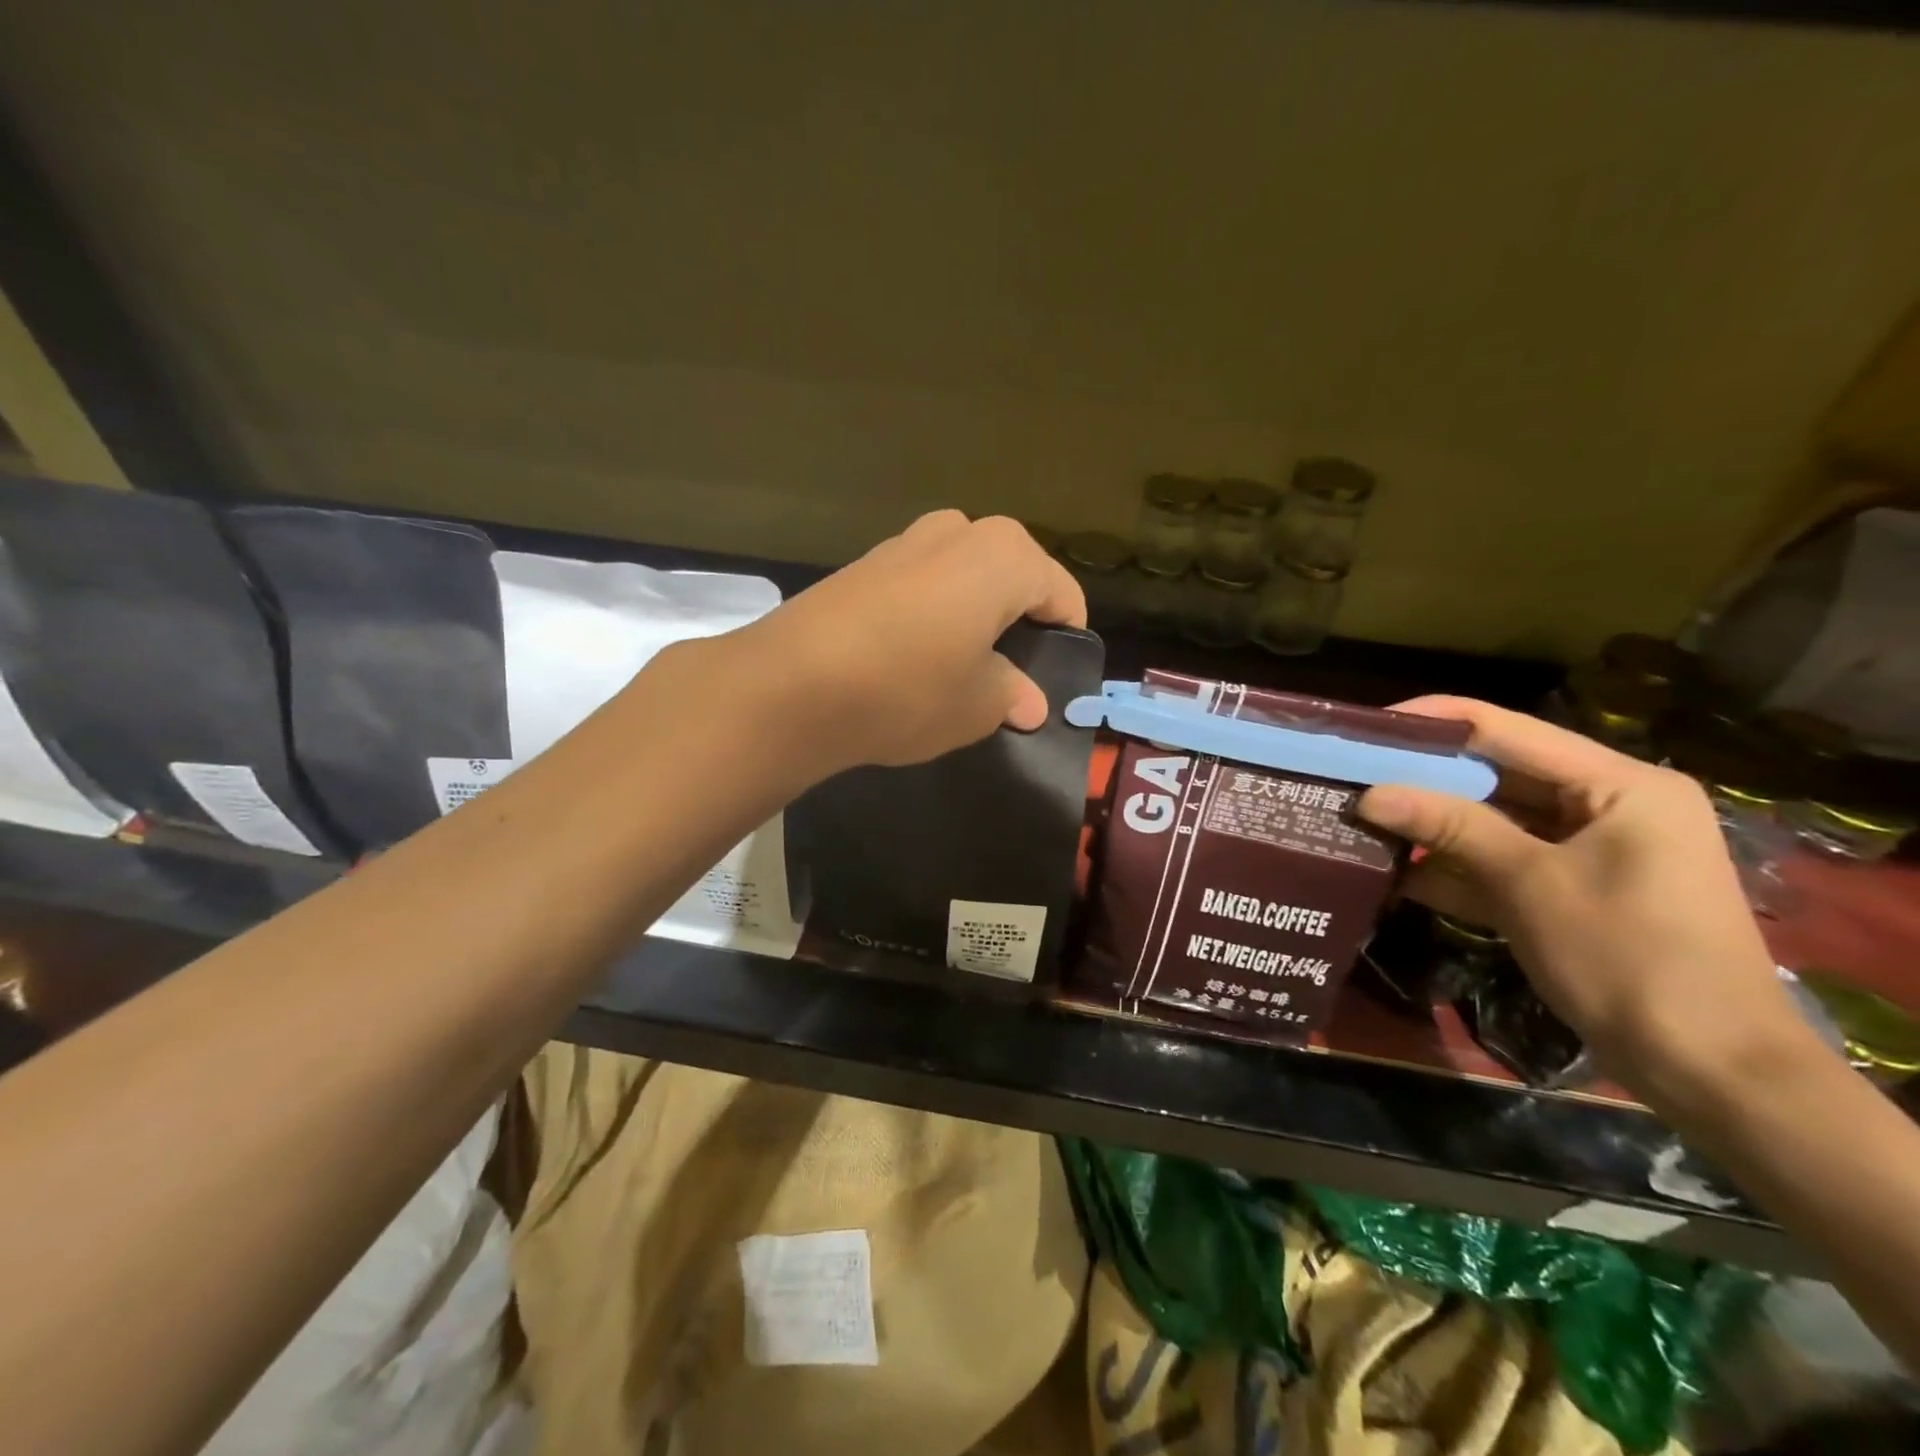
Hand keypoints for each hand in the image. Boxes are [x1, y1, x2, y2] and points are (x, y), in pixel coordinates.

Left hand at [738, 511, 1084, 771]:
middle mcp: (959, 531)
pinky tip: (911, 656)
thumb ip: (1011, 695)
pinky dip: (929, 613)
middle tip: (1008, 674)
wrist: (791, 684)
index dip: (1066, 637)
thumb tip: (1028, 702)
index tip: (1057, 678)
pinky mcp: (862, 563)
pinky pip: (919, 584)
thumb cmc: (908, 689)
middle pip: (1011, 576)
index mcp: (1005, 556)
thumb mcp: (976, 706)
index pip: (1061, 595)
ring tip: (958, 667)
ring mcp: (905, 541)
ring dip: (970, 615)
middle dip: (1016, 620)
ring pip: (962, 577)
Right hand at [1356, 697, 1801, 1092]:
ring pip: (1494, 821)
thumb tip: (1368, 795)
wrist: (1714, 1073)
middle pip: (1497, 775)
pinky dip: (1455, 868)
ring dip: (1432, 826)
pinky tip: (1394, 873)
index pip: (1506, 730)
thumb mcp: (1529, 884)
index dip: (1432, 724)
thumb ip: (1449, 828)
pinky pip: (1503, 863)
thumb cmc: (1630, 958)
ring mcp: (1590, 851)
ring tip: (1358, 820)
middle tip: (1350, 777)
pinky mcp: (1572, 891)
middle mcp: (1607, 805)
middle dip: (1424, 779)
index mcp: (1619, 784)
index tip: (1365, 729)